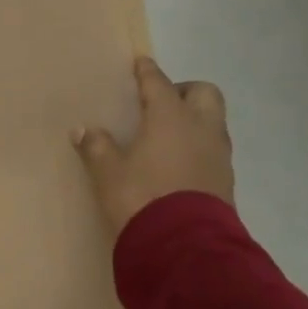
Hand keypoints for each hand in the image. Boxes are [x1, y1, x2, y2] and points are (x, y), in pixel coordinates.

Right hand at [73, 55, 233, 245]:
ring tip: (167, 132)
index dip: (148, 72)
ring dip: (194, 119)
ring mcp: (218, 154)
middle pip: (204, 93)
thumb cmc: (142, 196)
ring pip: (212, 121)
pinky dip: (197, 144)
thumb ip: (97, 147)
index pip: (159, 84)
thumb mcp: (109, 172)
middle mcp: (201, 128)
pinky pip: (212, 147)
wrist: (185, 245)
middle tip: (160, 102)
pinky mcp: (225, 179)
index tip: (141, 63)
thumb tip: (82, 130)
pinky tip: (177, 159)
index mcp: (170, 117)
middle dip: (184, 91)